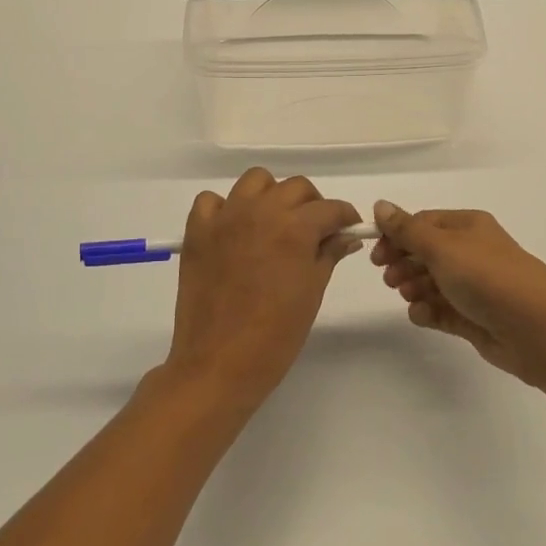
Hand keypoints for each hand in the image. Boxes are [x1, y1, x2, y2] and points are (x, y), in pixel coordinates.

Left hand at [164, 169, 362, 408]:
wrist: (218, 364)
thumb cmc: (275, 336)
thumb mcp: (312, 293)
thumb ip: (328, 255)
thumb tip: (346, 236)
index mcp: (294, 228)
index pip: (329, 208)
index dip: (344, 217)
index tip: (348, 229)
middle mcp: (261, 211)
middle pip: (295, 187)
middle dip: (312, 205)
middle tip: (315, 231)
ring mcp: (226, 218)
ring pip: (255, 181)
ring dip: (271, 195)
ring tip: (275, 223)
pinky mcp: (198, 232)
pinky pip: (212, 201)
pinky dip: (225, 208)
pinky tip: (234, 231)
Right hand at [372, 200, 545, 384]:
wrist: (536, 329)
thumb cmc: (486, 277)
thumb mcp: (441, 247)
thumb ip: (407, 230)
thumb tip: (380, 204)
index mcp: (468, 226)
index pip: (423, 224)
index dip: (397, 236)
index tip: (376, 254)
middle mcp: (472, 252)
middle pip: (426, 253)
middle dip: (404, 263)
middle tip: (388, 279)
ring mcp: (475, 286)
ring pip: (433, 282)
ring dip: (414, 287)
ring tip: (407, 296)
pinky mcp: (475, 317)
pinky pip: (443, 310)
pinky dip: (429, 311)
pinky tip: (421, 315)